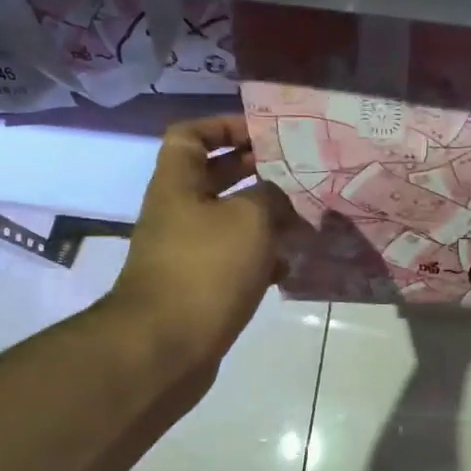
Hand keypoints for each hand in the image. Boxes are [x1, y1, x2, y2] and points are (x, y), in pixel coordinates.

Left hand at [104, 115, 291, 381]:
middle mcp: (178, 212)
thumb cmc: (207, 268)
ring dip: (264, 218)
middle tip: (295, 170)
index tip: (262, 132)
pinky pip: (234, 260)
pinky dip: (260, 259)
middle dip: (254, 170)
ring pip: (229, 220)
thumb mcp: (250, 218)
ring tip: (302, 219)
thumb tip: (277, 199)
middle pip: (214, 177)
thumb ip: (270, 196)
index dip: (224, 125)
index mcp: (178, 184)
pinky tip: (289, 266)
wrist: (168, 345)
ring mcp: (187, 252)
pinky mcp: (200, 287)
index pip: (190, 135)